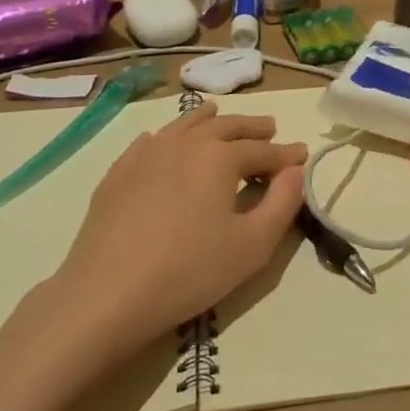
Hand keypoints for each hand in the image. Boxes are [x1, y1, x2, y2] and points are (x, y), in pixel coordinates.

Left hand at [48, 104, 306, 354]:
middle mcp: (185, 142)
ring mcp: (147, 153)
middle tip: (270, 127)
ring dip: (209, 120)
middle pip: (226, 126)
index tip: (302, 153)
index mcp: (220, 156)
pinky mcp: (119, 172)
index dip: (285, 153)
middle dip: (252, 127)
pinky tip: (166, 141)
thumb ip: (282, 203)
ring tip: (220, 116)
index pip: (262, 149)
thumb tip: (296, 170)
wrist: (107, 294)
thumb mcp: (252, 246)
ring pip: (185, 124)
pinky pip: (150, 141)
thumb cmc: (188, 271)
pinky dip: (168, 136)